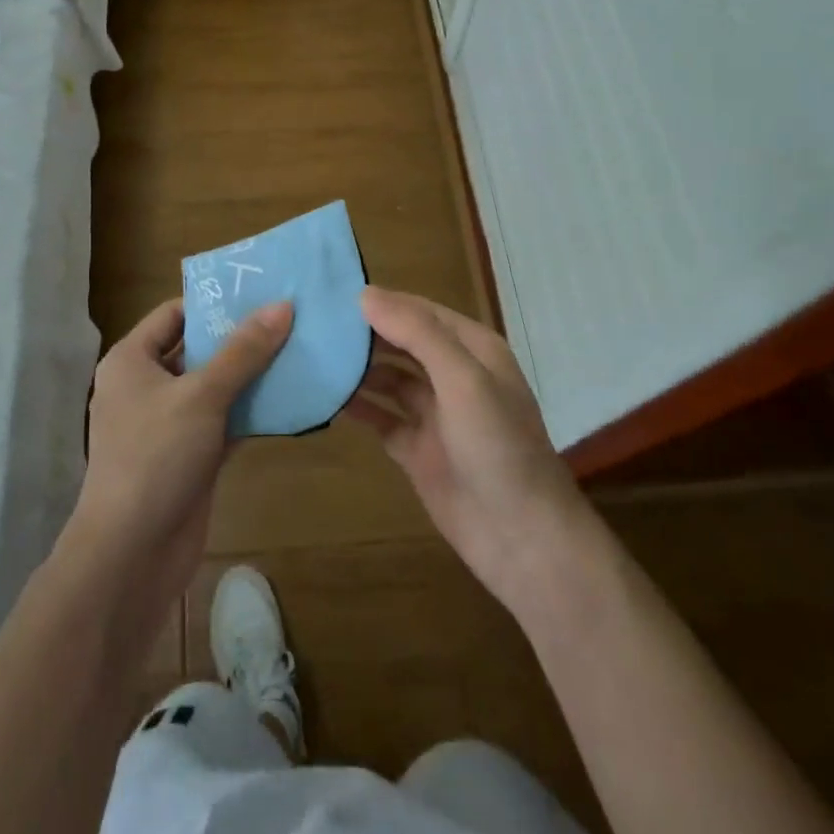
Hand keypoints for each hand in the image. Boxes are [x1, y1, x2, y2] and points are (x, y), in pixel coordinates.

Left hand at [64, 298, 293, 604]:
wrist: (131, 554)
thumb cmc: (156, 456)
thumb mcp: (202, 395)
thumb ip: (243, 351)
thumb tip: (282, 306)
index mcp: (132, 361)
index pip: (174, 313)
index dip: (214, 302)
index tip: (260, 292)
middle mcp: (146, 386)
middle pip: (197, 348)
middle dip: (240, 337)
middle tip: (289, 317)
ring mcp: (168, 423)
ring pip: (214, 386)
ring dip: (251, 374)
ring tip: (298, 349)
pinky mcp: (189, 455)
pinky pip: (224, 420)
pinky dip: (251, 410)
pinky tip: (291, 397)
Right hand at [346, 288, 586, 609]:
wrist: (521, 538)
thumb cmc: (498, 446)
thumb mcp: (462, 379)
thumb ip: (417, 333)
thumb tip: (366, 294)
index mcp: (473, 350)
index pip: (421, 311)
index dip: (382, 301)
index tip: (333, 294)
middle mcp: (453, 376)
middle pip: (402, 343)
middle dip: (365, 334)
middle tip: (314, 323)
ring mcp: (435, 415)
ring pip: (389, 379)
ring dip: (358, 369)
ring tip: (312, 355)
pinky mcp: (418, 450)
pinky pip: (382, 418)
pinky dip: (358, 407)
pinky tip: (326, 397)